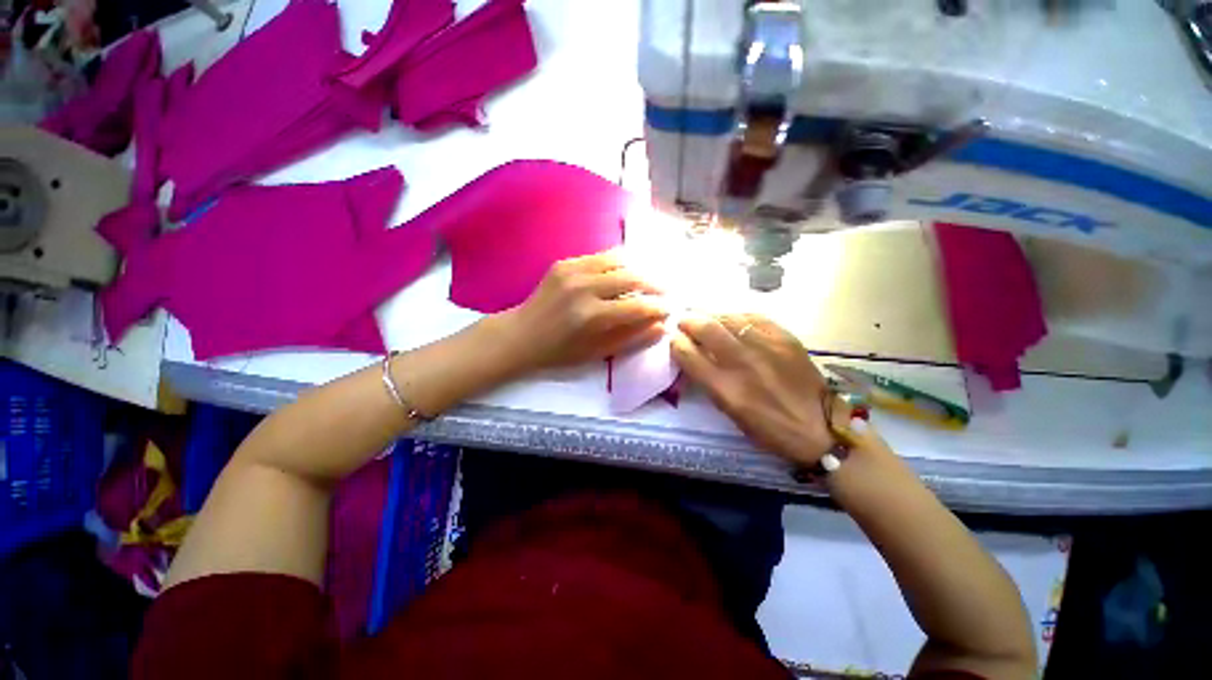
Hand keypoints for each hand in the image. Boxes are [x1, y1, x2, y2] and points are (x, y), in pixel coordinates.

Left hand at [495, 251, 668, 373]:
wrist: (522, 334)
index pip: (637, 306)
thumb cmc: (560, 351)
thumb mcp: (597, 353)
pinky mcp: (564, 262)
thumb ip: (632, 338)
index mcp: (591, 317)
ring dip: (638, 269)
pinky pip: (600, 257)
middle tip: (666, 290)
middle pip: (631, 277)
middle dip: (654, 284)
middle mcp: (584, 288)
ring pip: (618, 260)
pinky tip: (623, 273)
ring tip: (648, 279)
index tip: (670, 309)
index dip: (658, 307)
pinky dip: (617, 263)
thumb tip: (662, 325)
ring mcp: (572, 271)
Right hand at [670, 313, 834, 464]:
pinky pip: (753, 317)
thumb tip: (695, 355)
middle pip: (706, 328)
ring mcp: (765, 347)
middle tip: (684, 321)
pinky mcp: (784, 338)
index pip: (688, 354)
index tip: (674, 339)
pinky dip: (737, 317)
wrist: (821, 426)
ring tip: (706, 318)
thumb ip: (710, 382)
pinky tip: (733, 320)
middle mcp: (742, 363)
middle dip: (689, 321)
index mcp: (725, 389)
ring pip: (728, 317)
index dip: (676, 343)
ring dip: (711, 316)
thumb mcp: (731, 412)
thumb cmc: (769, 429)